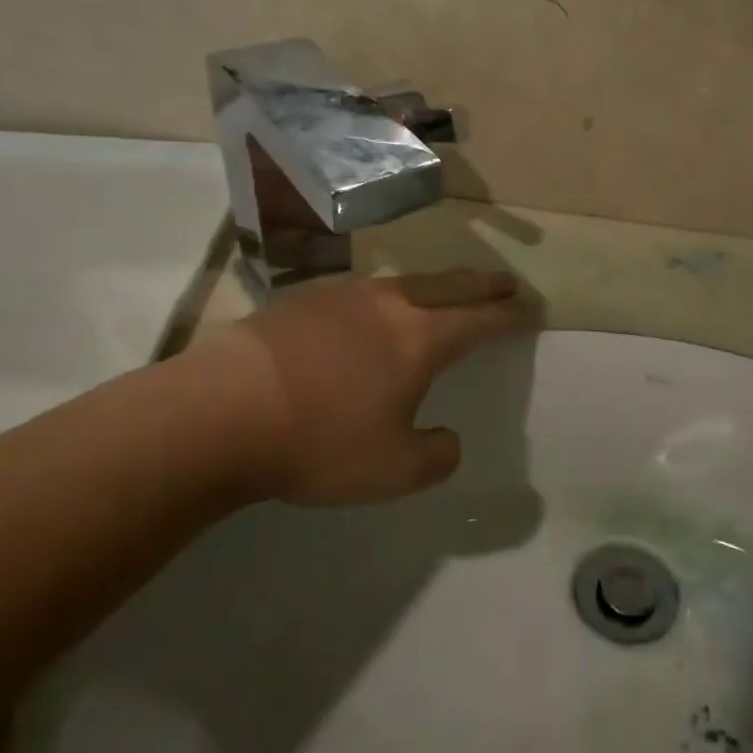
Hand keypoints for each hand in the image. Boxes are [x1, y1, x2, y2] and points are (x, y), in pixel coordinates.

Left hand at [181, 270, 537, 507]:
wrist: (219, 413)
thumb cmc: (319, 441)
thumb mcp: (394, 470)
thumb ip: (436, 456)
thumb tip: (448, 439)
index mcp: (421, 338)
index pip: (481, 321)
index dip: (511, 316)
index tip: (533, 309)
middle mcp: (388, 305)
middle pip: (449, 285)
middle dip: (483, 285)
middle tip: (507, 282)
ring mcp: (342, 296)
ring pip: (404, 282)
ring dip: (435, 284)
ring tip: (444, 291)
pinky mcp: (301, 301)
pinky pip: (360, 292)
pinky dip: (385, 297)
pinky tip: (371, 310)